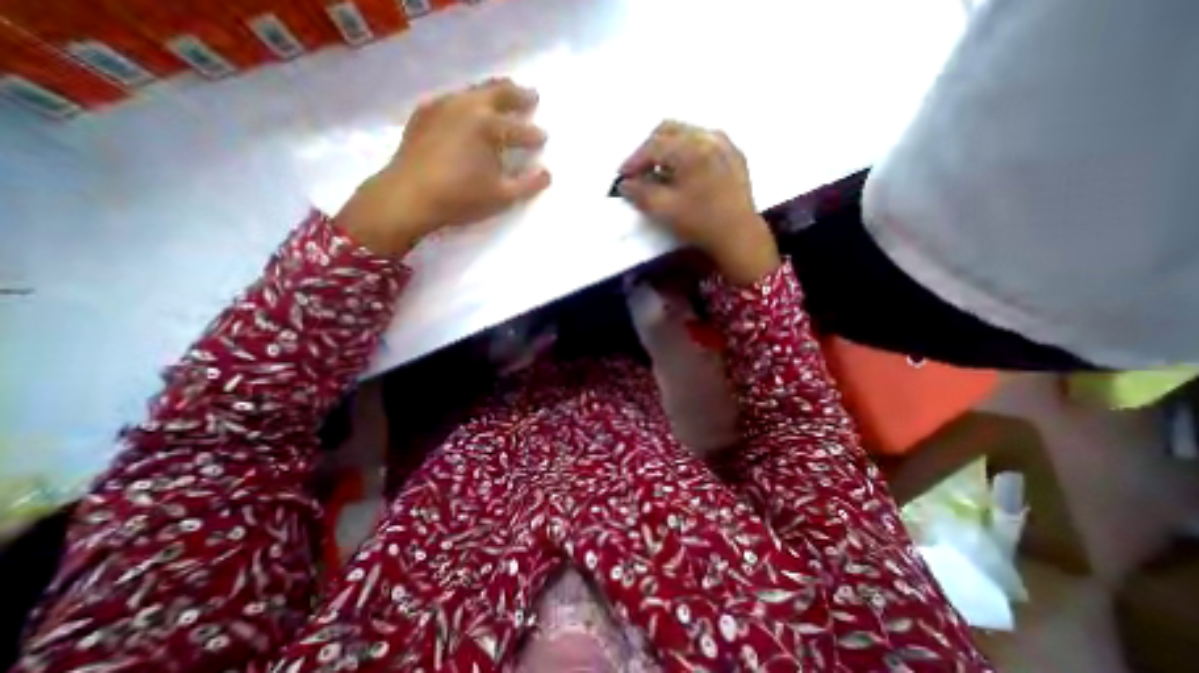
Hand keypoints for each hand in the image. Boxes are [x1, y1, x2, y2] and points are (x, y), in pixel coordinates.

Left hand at [332, 77, 545, 256]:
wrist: (409, 196)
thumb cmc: (461, 197)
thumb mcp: (502, 196)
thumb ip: (528, 184)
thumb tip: (547, 174)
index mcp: (489, 127)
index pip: (520, 129)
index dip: (534, 135)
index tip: (544, 137)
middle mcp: (467, 107)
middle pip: (499, 93)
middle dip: (518, 95)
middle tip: (532, 95)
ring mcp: (443, 105)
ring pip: (474, 91)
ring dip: (493, 92)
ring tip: (504, 95)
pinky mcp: (425, 112)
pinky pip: (453, 98)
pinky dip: (468, 100)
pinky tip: (469, 109)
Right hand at [618, 120, 778, 284]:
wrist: (738, 235)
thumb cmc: (700, 222)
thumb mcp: (664, 210)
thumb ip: (640, 193)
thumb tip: (625, 184)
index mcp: (691, 148)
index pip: (654, 146)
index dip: (633, 160)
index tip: (622, 176)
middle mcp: (708, 137)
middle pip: (669, 130)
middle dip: (649, 149)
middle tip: (638, 171)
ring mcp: (724, 143)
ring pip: (687, 133)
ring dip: (667, 149)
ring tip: (658, 172)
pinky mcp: (734, 154)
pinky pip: (704, 142)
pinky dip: (686, 151)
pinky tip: (683, 171)